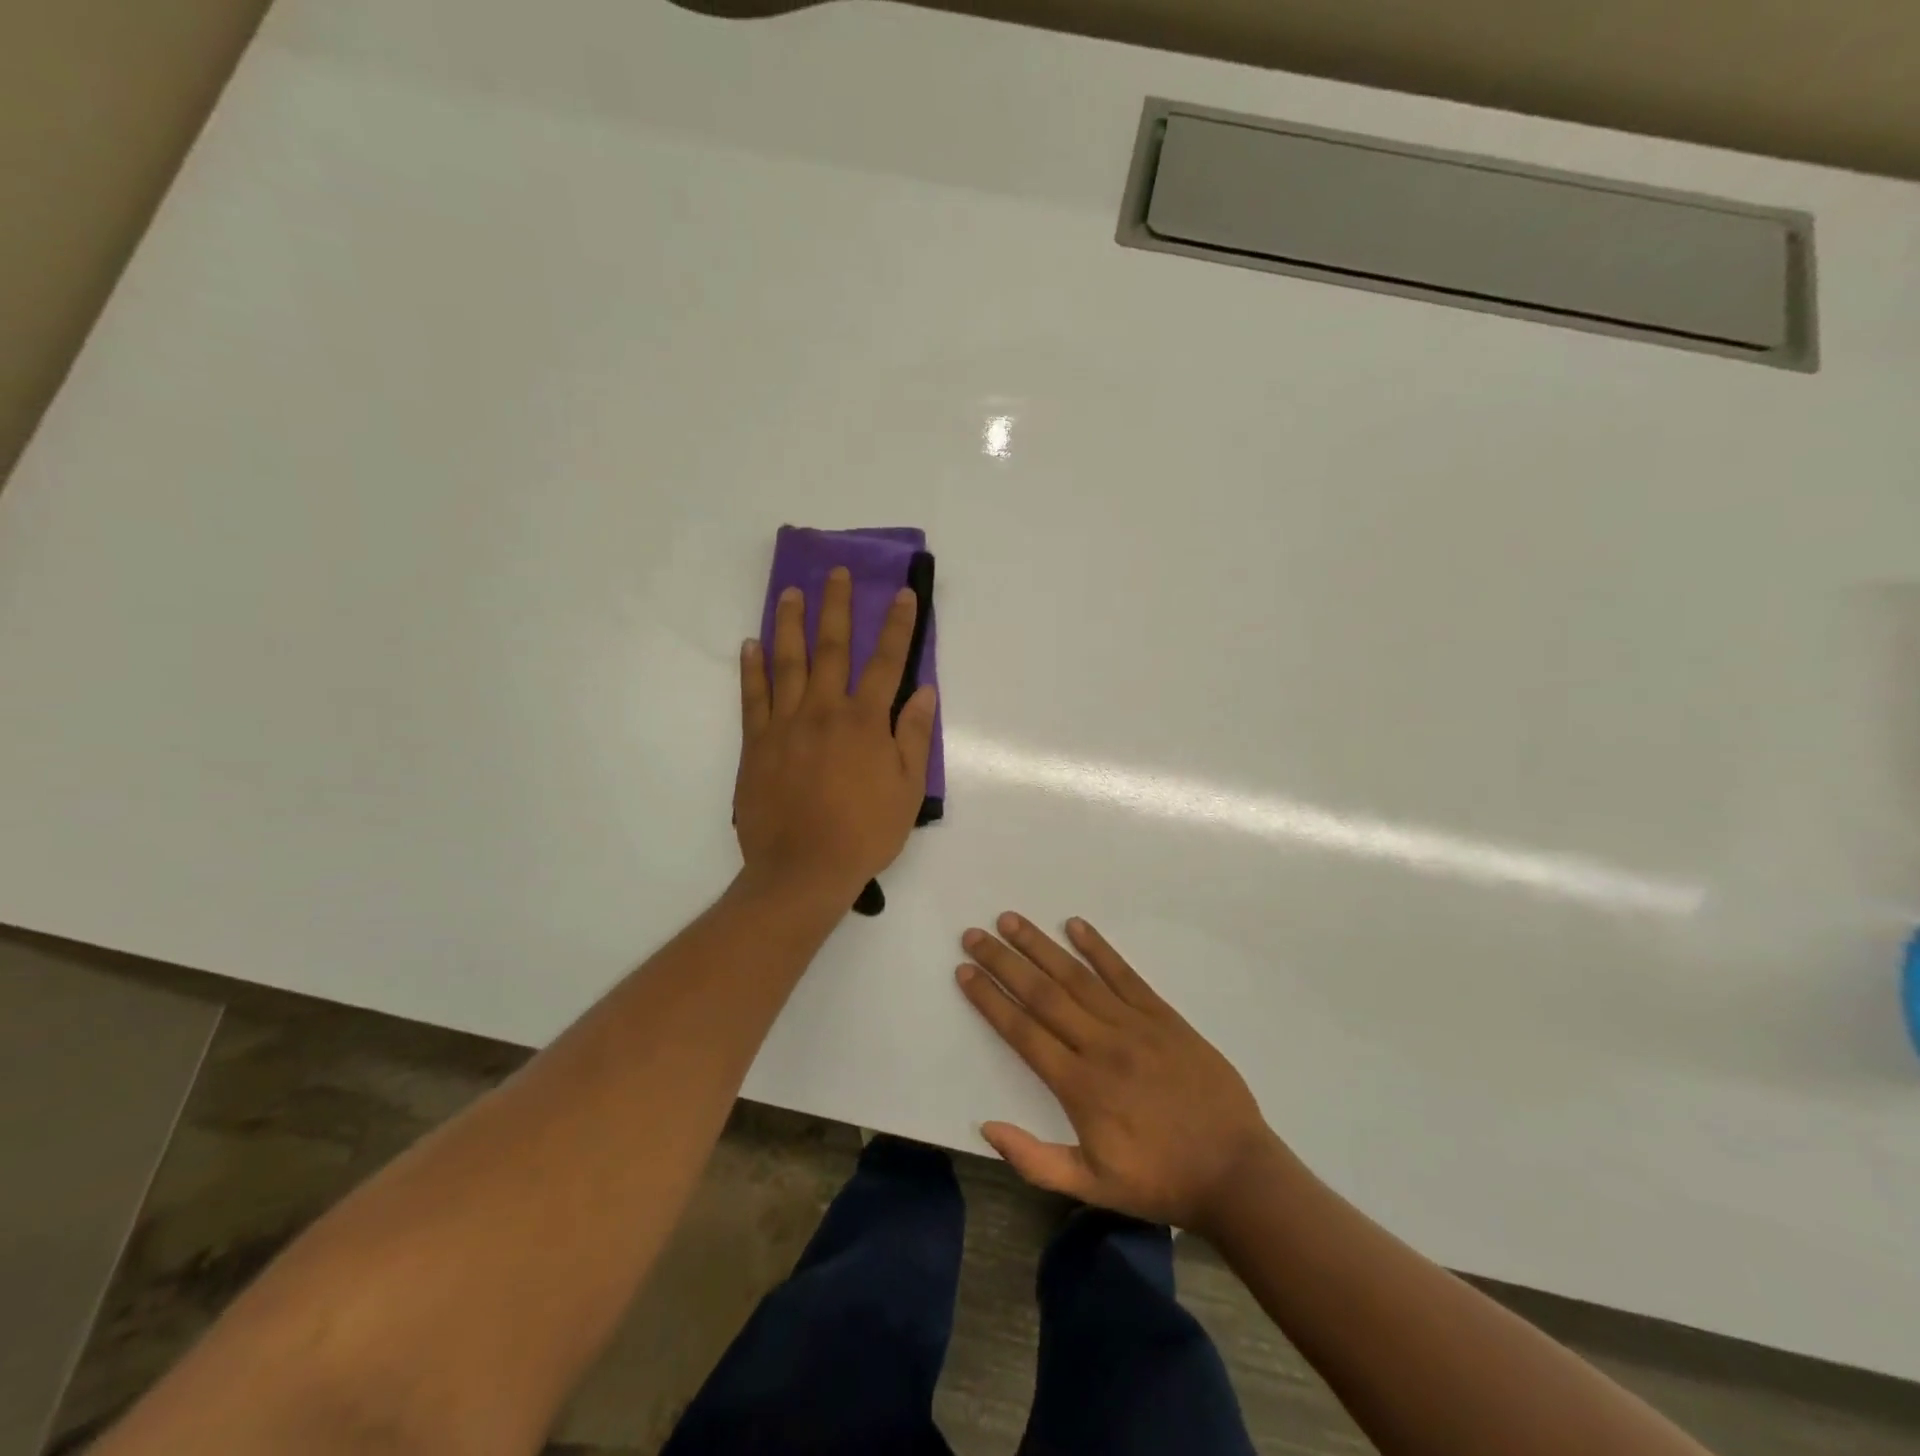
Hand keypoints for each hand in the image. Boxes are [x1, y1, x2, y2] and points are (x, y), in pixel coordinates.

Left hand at [736, 566, 936, 902]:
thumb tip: (924, 693)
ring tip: (793, 593)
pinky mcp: (756, 743)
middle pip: (832, 649)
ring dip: (791, 624)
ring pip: (787, 663)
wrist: (803, 869)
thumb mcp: (907, 790)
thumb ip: (913, 737)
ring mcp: (785, 725)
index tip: (902, 594)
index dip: (897, 626)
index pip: (886, 663)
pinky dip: (752, 669)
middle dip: (837, 608)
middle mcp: (824, 711)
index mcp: (864, 722)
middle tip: (837, 572)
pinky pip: (753, 697)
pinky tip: (751, 645)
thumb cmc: (864, 833)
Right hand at [957, 914, 1282, 1232]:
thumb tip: (986, 1125)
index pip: (1022, 1031)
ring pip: (1077, 976)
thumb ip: (1035, 1159)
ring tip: (1011, 920)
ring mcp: (1133, 1024)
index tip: (964, 972)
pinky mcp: (1162, 1015)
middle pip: (1042, 993)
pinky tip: (1076, 925)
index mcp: (1079, 1085)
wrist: (1235, 1171)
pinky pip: (1124, 974)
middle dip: (1004, 961)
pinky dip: (1098, 948)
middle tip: (974, 934)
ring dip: (1041, 946)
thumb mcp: (1092, 1186)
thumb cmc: (1159, 1180)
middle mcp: (1100, 1045)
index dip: (989, 999)